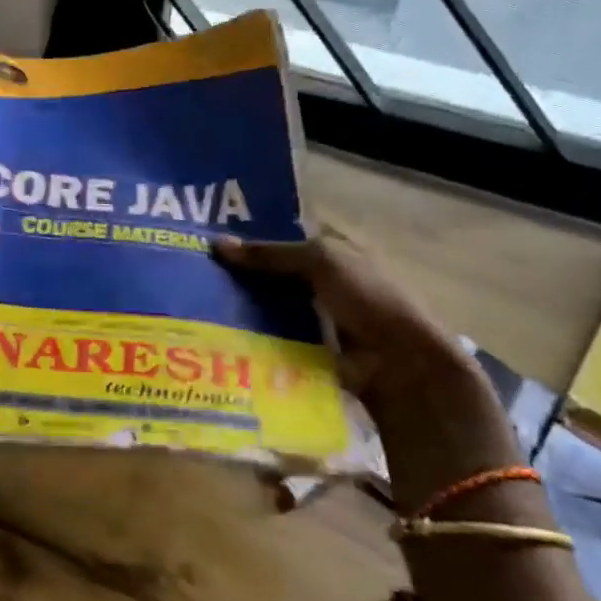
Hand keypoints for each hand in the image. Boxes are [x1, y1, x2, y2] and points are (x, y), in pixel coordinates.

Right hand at [213, 227, 472, 415]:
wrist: (402, 366)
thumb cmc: (368, 298)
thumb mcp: (320, 261)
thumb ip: (270, 253)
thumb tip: (217, 245)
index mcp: (335, 248)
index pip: (286, 234)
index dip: (253, 234)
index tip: (212, 239)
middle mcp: (326, 277)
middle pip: (275, 270)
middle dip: (242, 272)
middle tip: (197, 273)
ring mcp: (319, 314)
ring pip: (271, 303)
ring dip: (244, 305)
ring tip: (199, 303)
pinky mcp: (311, 347)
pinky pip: (274, 335)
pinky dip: (253, 334)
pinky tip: (220, 332)